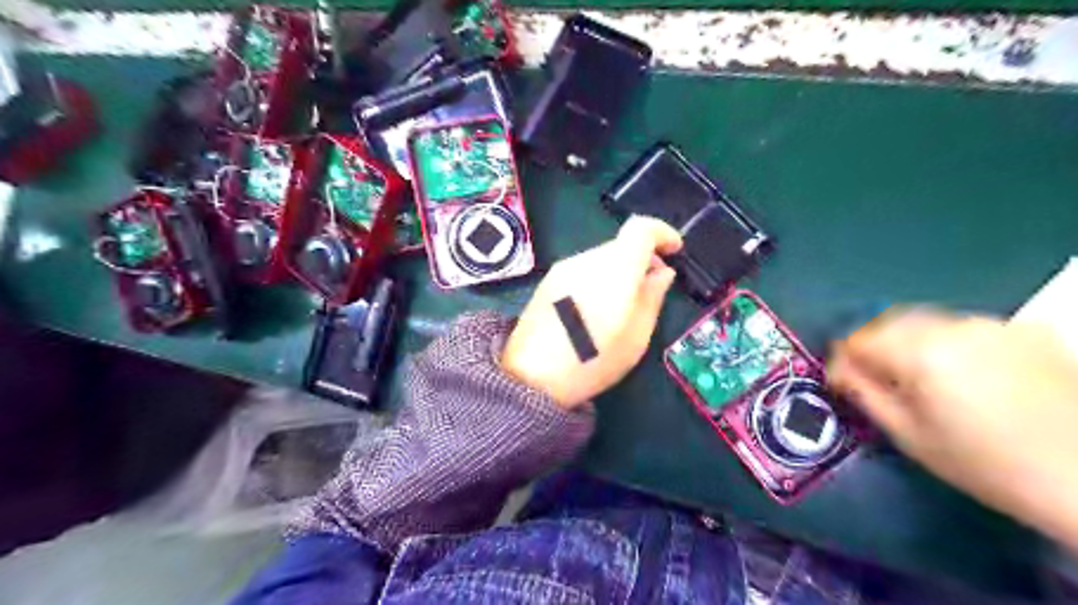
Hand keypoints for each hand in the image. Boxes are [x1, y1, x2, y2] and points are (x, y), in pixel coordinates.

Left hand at [503, 215, 679, 408]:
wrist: (531, 377)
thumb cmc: (592, 361)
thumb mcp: (636, 337)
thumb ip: (652, 297)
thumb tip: (662, 271)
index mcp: (614, 269)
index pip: (640, 228)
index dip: (662, 233)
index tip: (675, 250)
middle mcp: (586, 259)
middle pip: (621, 245)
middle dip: (642, 259)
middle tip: (651, 288)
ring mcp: (563, 268)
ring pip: (602, 258)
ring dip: (619, 271)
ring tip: (622, 306)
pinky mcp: (548, 281)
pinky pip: (583, 270)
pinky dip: (599, 279)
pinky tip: (595, 310)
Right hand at [832, 310, 1077, 549]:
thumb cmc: (985, 464)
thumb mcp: (909, 436)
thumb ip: (864, 394)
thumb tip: (838, 370)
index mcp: (920, 352)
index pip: (857, 339)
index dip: (840, 360)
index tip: (838, 382)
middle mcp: (954, 326)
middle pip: (888, 321)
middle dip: (872, 346)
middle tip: (870, 377)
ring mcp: (993, 324)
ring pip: (925, 321)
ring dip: (907, 341)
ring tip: (913, 374)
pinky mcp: (1024, 331)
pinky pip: (964, 327)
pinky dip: (946, 342)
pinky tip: (959, 370)